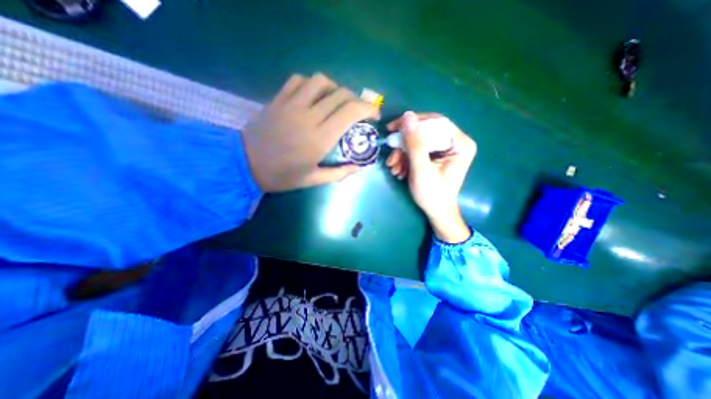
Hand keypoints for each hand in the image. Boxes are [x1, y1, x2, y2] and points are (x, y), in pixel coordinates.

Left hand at [241, 75, 379, 193]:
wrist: (245, 165)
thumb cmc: (282, 176)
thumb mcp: (313, 180)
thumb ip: (339, 173)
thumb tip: (359, 167)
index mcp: (320, 138)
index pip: (350, 111)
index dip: (368, 108)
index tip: (374, 115)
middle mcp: (309, 116)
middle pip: (340, 94)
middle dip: (356, 99)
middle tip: (358, 112)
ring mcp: (291, 104)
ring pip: (320, 81)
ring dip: (335, 88)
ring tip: (337, 102)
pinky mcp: (278, 99)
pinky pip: (298, 80)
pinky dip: (312, 84)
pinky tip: (314, 96)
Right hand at [386, 111, 473, 242]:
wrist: (437, 212)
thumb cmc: (432, 194)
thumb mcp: (421, 169)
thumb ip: (414, 143)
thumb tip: (407, 116)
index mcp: (460, 144)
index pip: (436, 122)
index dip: (413, 123)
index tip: (393, 128)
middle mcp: (456, 143)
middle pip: (425, 132)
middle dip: (405, 145)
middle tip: (391, 155)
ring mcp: (446, 150)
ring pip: (419, 142)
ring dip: (403, 154)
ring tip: (393, 168)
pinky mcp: (437, 156)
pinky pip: (419, 151)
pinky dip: (407, 159)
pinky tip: (399, 171)